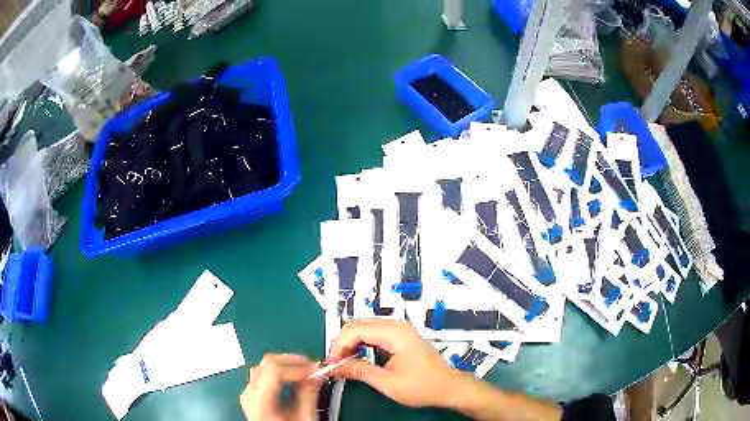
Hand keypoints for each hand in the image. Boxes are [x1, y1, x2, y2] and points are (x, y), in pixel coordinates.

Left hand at [240, 354, 322, 420]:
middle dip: (292, 362)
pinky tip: (293, 378)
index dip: (297, 366)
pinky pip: (263, 375)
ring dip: (286, 365)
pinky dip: (280, 373)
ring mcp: (248, 393)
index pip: (274, 370)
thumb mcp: (303, 419)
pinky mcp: (252, 396)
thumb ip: (308, 396)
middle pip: (266, 364)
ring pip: (264, 367)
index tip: (316, 368)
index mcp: (258, 401)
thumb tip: (317, 374)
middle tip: (313, 366)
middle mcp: (248, 393)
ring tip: (306, 371)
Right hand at [328, 319, 466, 407]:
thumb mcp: (388, 383)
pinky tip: (357, 359)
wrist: (448, 387)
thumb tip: (335, 366)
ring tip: (343, 364)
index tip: (331, 363)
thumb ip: (359, 371)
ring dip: (349, 344)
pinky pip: (372, 334)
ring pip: (363, 329)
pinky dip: (360, 345)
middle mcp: (396, 325)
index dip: (338, 346)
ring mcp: (398, 329)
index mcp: (395, 333)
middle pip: (357, 325)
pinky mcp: (399, 336)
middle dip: (341, 344)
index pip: (354, 329)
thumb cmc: (424, 386)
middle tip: (334, 364)